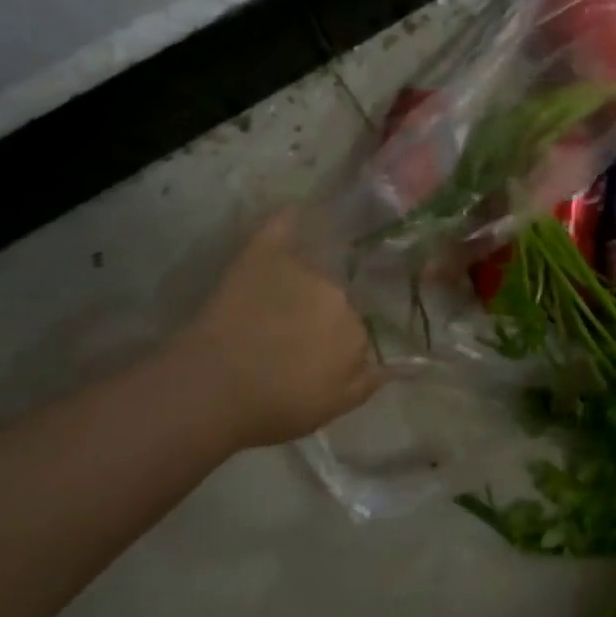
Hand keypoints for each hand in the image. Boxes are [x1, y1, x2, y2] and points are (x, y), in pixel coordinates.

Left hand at [151, 212, 383, 451]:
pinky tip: (296, 210)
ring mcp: (300, 268)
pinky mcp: (263, 254)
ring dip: (312, 270)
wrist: (212, 389)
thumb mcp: (334, 406)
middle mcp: (336, 291)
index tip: (322, 352)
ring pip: (316, 263)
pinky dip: (290, 218)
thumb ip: (370, 381)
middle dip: (325, 306)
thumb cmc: (276, 405)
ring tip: (291, 285)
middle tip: (299, 326)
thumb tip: (403, 365)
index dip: (339, 339)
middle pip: (339, 291)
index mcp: (356, 328)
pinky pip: (283, 225)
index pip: (359, 325)